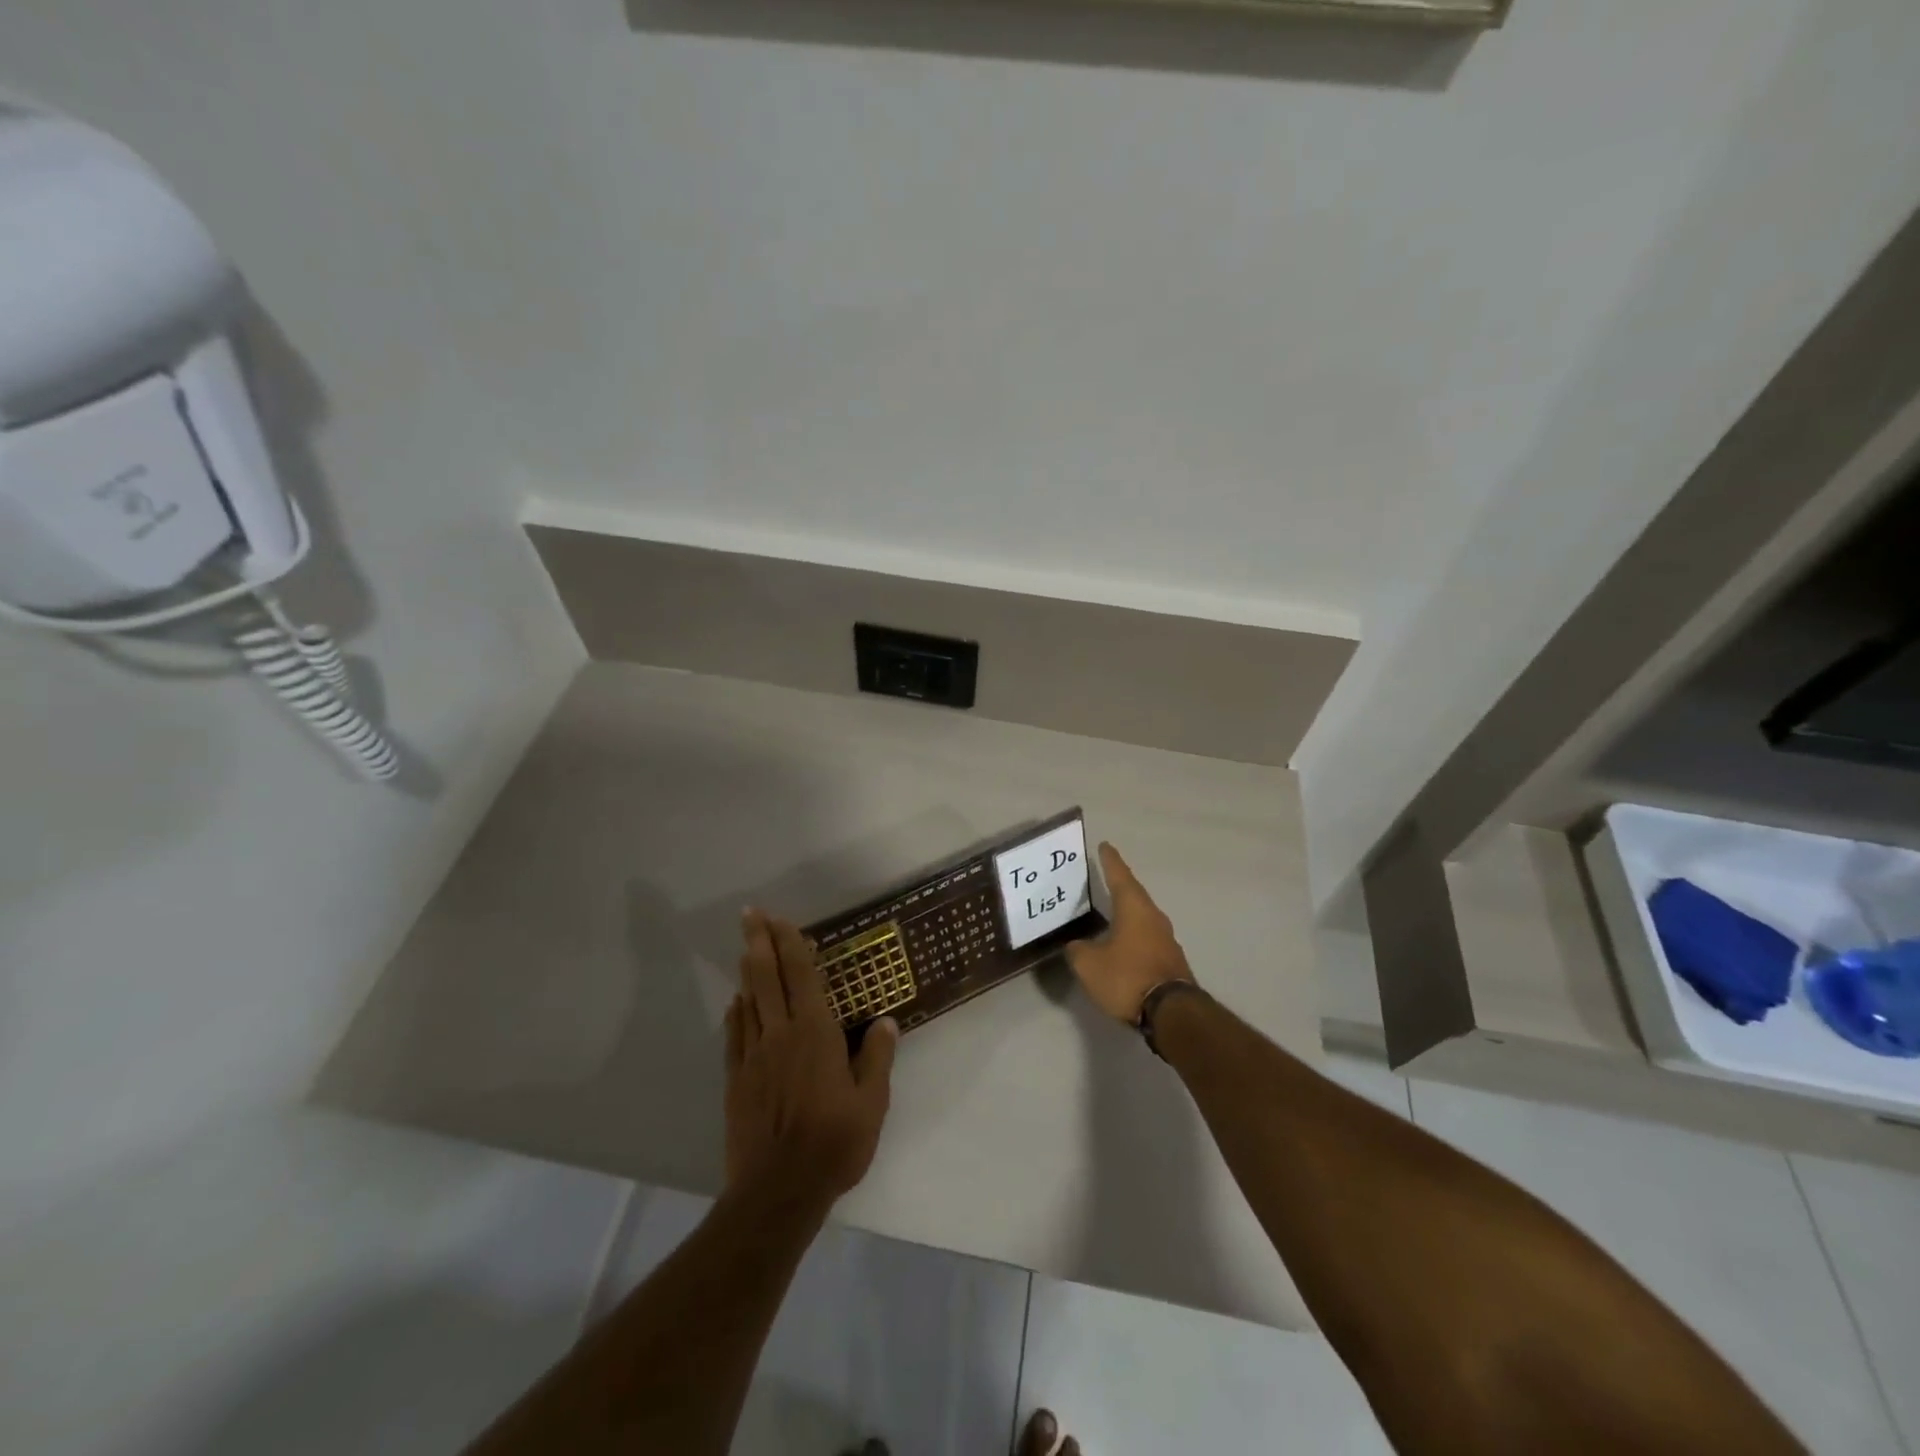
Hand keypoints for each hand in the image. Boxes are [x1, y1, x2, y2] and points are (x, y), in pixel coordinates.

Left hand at [724, 909, 898, 1209]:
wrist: (778, 1191)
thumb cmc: (834, 1144)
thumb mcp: (872, 1104)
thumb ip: (877, 1058)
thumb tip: (886, 1021)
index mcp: (815, 1034)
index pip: (800, 976)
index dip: (790, 944)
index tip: (780, 919)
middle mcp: (781, 1034)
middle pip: (766, 977)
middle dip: (758, 942)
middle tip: (750, 913)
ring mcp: (754, 1056)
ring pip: (748, 1000)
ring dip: (747, 969)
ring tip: (745, 946)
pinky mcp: (737, 1080)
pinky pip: (735, 1035)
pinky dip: (737, 1012)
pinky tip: (738, 1001)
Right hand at [1065, 842, 1195, 1022]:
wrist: (1172, 1012)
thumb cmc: (1127, 977)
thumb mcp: (1089, 964)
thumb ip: (1077, 950)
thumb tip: (1076, 945)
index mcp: (1134, 908)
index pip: (1119, 876)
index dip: (1110, 861)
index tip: (1104, 846)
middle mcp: (1153, 916)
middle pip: (1134, 894)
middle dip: (1119, 885)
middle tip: (1104, 877)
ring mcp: (1165, 938)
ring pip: (1142, 917)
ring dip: (1127, 912)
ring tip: (1110, 911)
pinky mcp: (1170, 959)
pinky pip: (1147, 937)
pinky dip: (1133, 934)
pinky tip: (1122, 943)